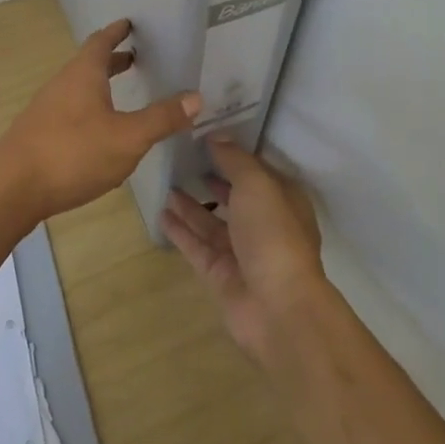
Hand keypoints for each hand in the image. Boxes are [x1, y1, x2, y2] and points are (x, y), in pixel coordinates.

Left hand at [0, 19, 200, 221]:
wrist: (12, 188)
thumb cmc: (73, 154)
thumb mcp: (128, 138)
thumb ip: (161, 118)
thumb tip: (195, 97)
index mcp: (83, 74)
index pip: (101, 42)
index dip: (117, 31)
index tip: (130, 23)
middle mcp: (62, 84)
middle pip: (88, 64)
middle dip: (112, 60)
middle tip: (136, 57)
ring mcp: (47, 109)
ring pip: (78, 88)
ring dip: (100, 85)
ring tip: (123, 94)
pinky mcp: (39, 133)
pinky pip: (70, 110)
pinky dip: (90, 108)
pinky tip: (100, 133)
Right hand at [161, 137, 327, 366]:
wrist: (278, 308)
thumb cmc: (273, 235)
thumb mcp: (257, 185)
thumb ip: (235, 159)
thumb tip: (216, 135)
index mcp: (282, 200)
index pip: (255, 170)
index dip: (233, 153)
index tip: (204, 135)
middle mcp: (264, 224)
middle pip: (233, 196)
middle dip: (211, 179)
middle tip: (181, 158)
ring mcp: (241, 251)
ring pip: (211, 222)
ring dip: (191, 205)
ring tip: (166, 184)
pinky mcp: (220, 273)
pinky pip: (196, 246)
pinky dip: (180, 231)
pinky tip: (161, 214)